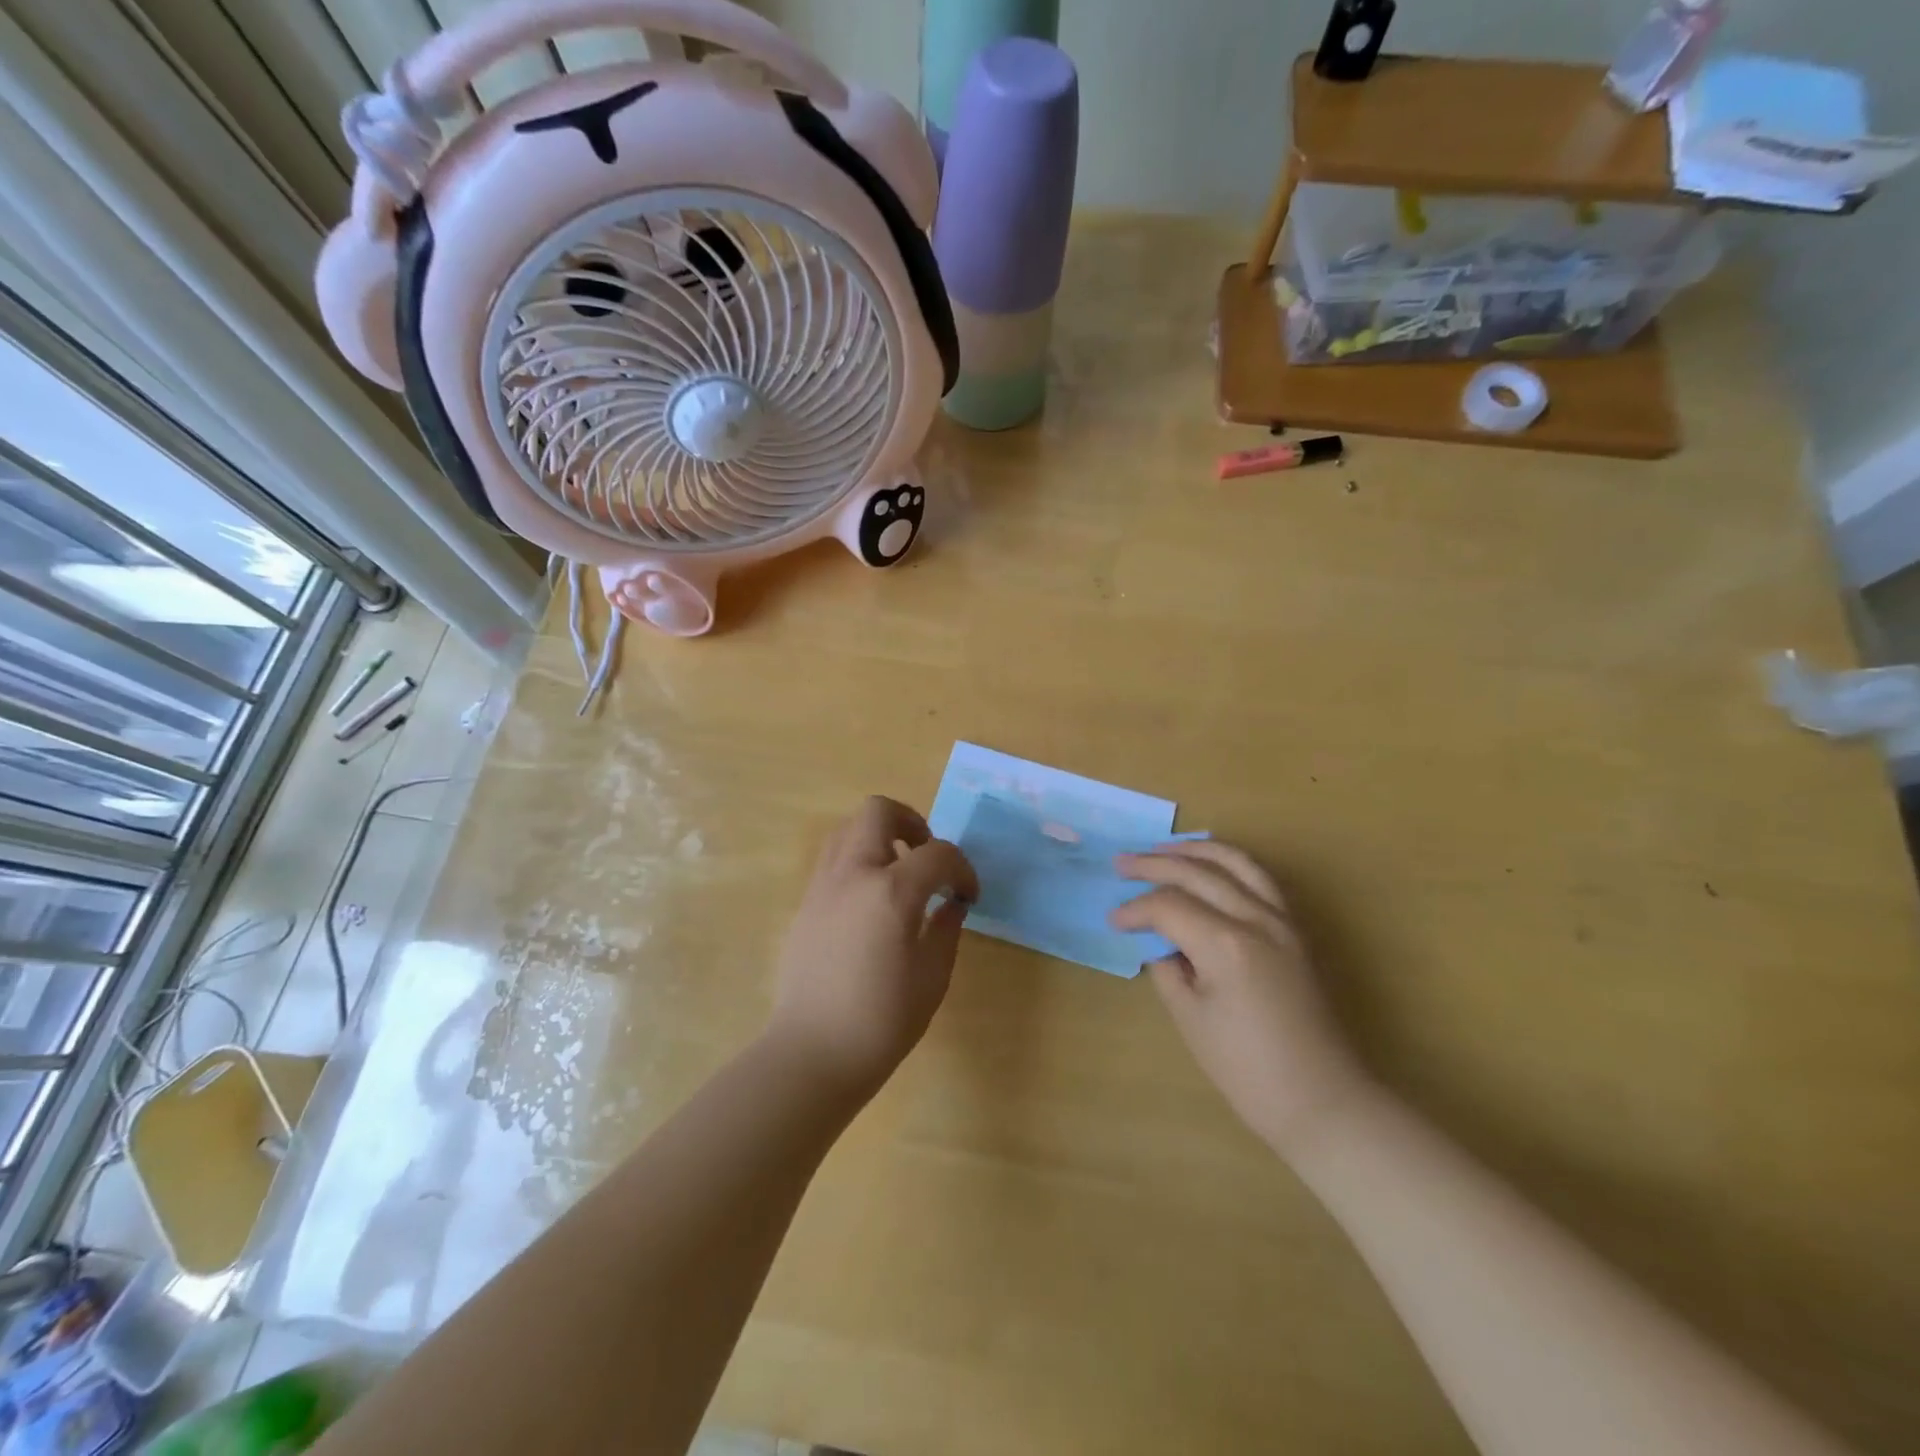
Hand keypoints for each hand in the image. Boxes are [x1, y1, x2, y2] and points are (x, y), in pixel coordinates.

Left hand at [768, 796, 979, 1097]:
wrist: (812, 1052)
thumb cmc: (882, 1020)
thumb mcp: (932, 976)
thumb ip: (946, 928)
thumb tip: (952, 903)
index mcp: (893, 891)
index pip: (938, 854)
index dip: (962, 869)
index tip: (967, 895)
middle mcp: (853, 874)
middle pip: (879, 811)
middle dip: (913, 823)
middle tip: (928, 856)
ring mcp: (823, 885)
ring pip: (848, 828)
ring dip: (880, 837)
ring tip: (898, 873)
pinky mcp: (805, 903)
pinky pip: (833, 859)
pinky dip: (857, 860)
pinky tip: (871, 901)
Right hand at [1111, 841, 1371, 1156]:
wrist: (1323, 1100)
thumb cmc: (1247, 1069)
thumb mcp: (1191, 1019)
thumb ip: (1168, 968)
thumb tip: (1159, 944)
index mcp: (1226, 944)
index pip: (1168, 906)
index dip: (1135, 909)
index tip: (1113, 921)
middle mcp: (1256, 919)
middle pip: (1198, 873)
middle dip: (1154, 864)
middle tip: (1121, 864)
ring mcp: (1282, 921)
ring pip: (1236, 862)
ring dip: (1196, 851)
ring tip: (1163, 849)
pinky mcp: (1295, 931)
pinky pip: (1260, 879)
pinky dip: (1229, 863)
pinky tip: (1210, 867)